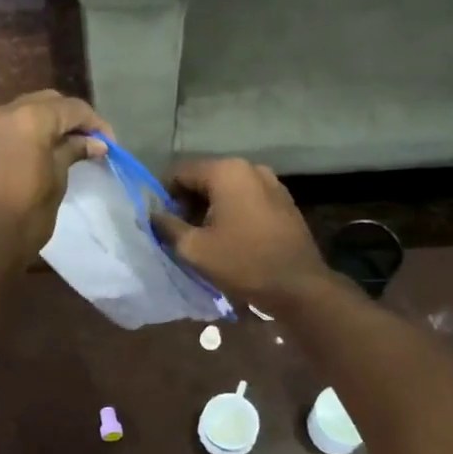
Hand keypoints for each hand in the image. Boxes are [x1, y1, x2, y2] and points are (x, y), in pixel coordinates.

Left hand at [0, 91, 109, 272]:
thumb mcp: (57, 181)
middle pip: (45, 102)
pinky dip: (22, 134)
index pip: (71, 108)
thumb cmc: (26, 216)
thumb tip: (94, 143)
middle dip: (69, 118)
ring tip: (62, 148)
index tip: (109, 145)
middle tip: (88, 142)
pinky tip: (33, 155)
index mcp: (29, 119)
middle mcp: (2, 114)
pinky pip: (3, 128)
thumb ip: (73, 152)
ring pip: (22, 112)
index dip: (95, 123)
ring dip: (44, 123)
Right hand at [152, 158, 329, 308]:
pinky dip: (232, 211)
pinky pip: (246, 198)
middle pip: (204, 177)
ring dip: (210, 208)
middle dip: (188, 202)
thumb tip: (153, 214)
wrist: (299, 286)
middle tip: (180, 232)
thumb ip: (167, 226)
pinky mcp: (283, 200)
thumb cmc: (243, 263)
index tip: (161, 221)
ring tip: (204, 237)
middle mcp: (249, 167)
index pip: (180, 172)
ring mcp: (271, 182)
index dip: (164, 195)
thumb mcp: (194, 249)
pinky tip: (230, 237)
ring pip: (226, 188)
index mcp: (226, 171)